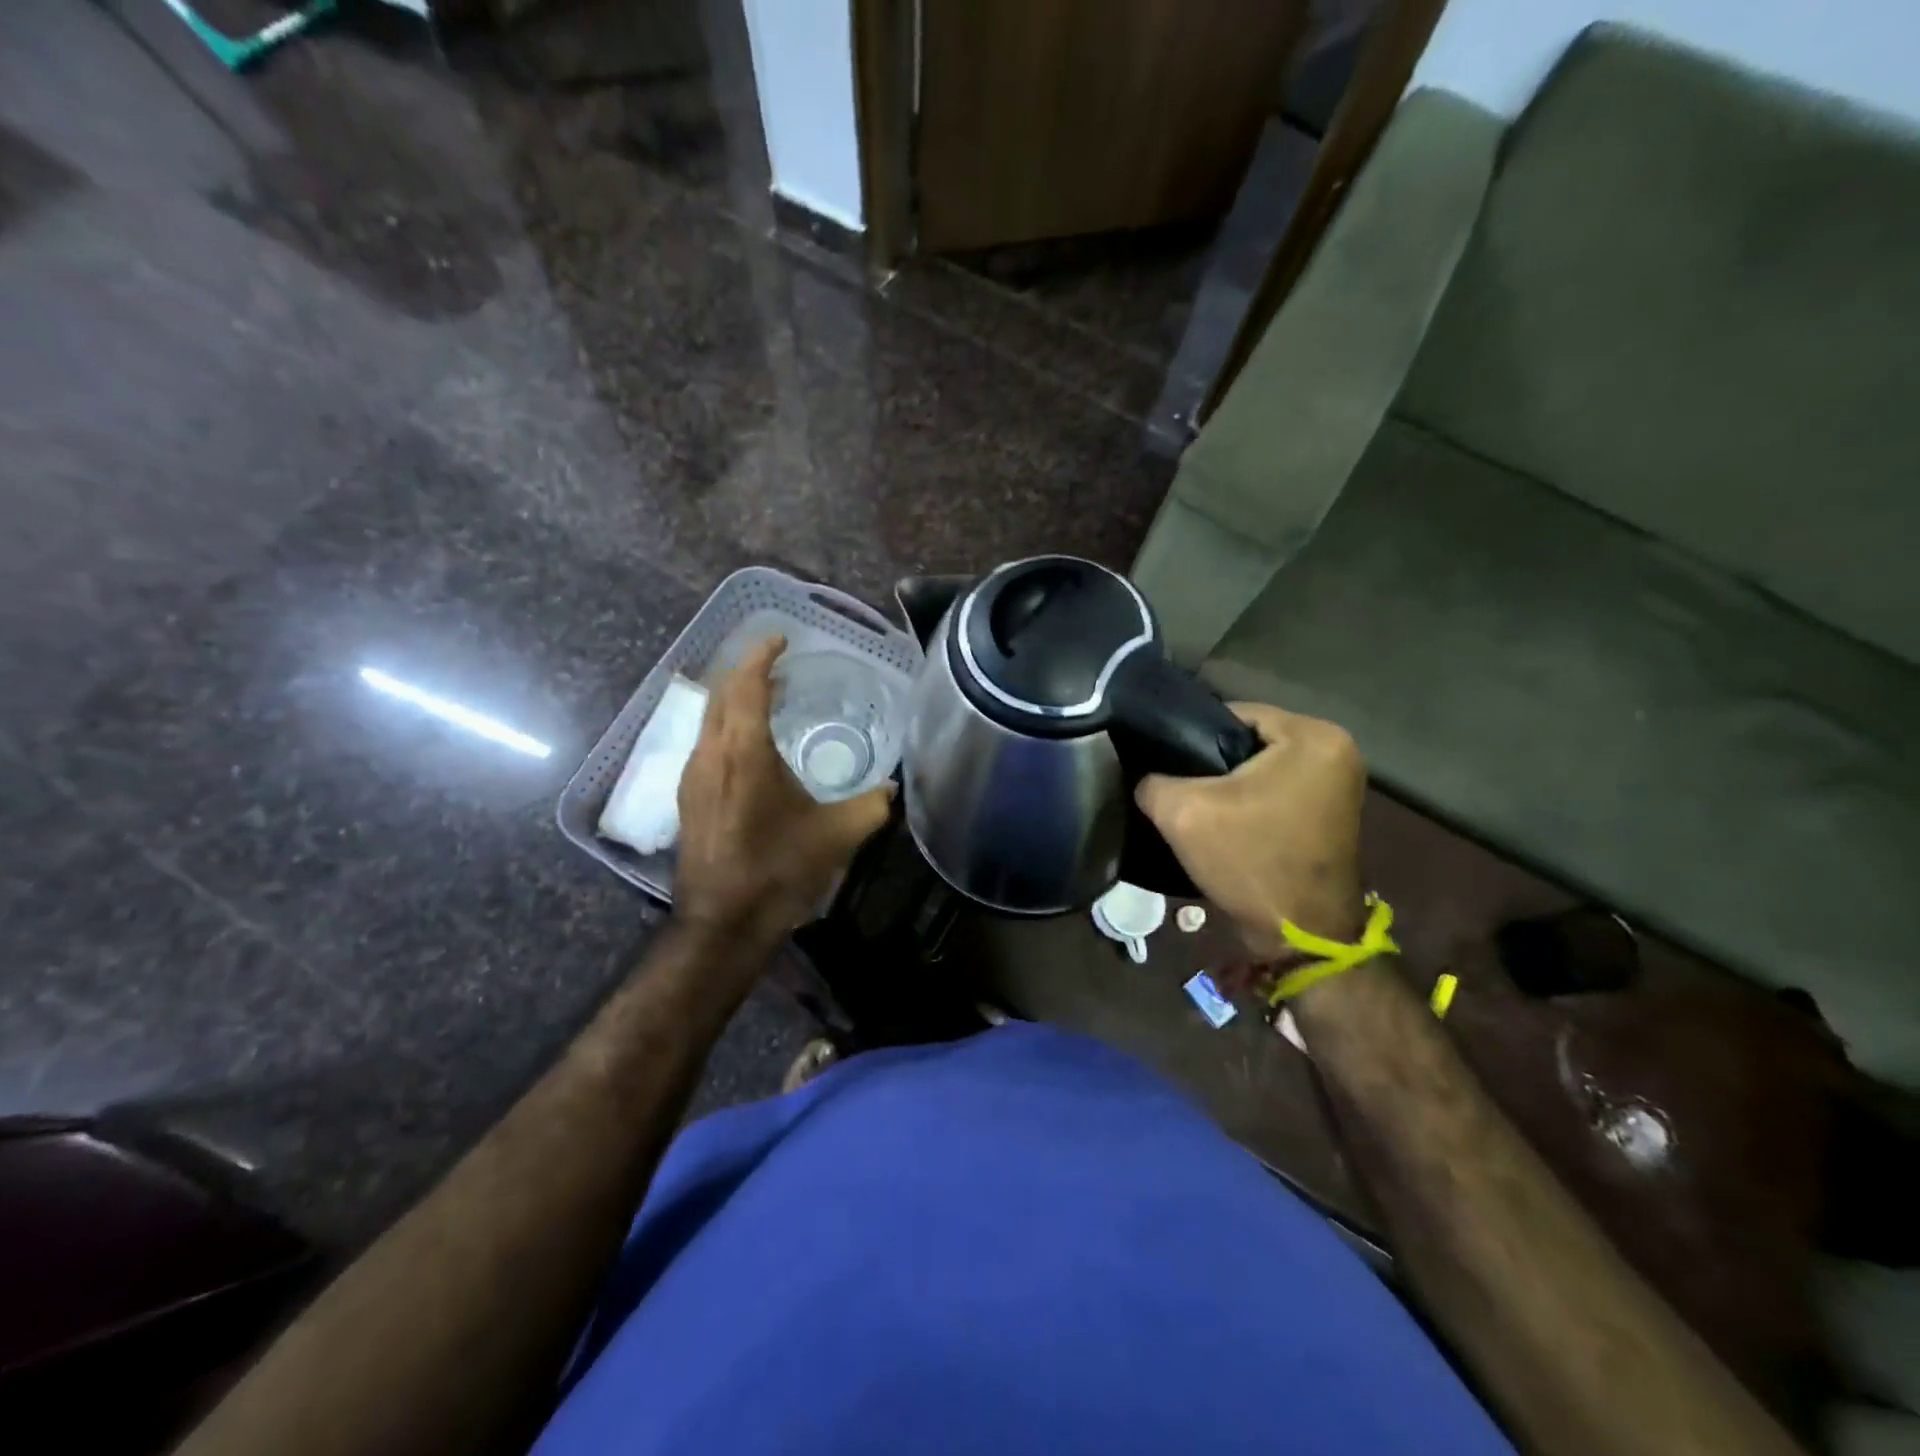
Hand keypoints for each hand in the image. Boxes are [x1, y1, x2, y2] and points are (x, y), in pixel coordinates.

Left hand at [675, 636, 892, 940]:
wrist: (722, 923)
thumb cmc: (778, 871)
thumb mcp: (837, 835)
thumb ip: (872, 805)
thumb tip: (895, 788)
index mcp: (744, 751)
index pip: (747, 684)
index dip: (762, 655)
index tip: (781, 638)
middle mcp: (710, 753)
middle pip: (721, 692)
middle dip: (746, 669)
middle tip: (779, 662)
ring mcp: (692, 775)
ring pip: (709, 717)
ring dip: (735, 697)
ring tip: (769, 695)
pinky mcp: (688, 797)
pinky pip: (705, 741)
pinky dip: (727, 724)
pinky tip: (750, 742)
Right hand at [1135, 702, 1364, 958]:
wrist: (1301, 936)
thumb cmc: (1250, 862)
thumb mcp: (1182, 813)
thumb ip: (1153, 779)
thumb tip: (1144, 773)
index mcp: (1312, 735)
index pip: (1232, 713)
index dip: (1190, 735)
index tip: (1164, 761)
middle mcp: (1337, 748)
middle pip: (1249, 738)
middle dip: (1211, 759)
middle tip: (1176, 783)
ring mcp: (1341, 781)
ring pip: (1263, 764)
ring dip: (1231, 781)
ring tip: (1196, 802)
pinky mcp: (1333, 809)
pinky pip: (1279, 785)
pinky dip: (1251, 797)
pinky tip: (1225, 818)